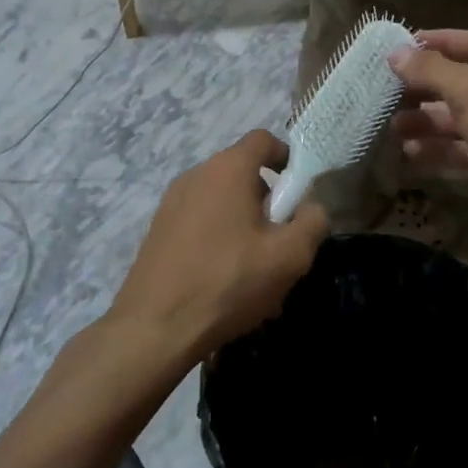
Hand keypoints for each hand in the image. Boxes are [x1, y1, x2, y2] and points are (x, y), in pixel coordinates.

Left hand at [109, 131, 328, 361]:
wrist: (154, 328)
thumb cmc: (228, 282)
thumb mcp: (289, 256)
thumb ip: (313, 222)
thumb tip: (311, 207)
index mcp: (228, 169)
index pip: (263, 139)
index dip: (287, 158)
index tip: (297, 193)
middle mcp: (196, 175)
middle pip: (242, 171)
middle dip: (267, 199)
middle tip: (279, 239)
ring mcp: (172, 202)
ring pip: (221, 199)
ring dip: (243, 222)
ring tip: (254, 267)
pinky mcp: (158, 229)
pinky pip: (199, 221)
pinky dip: (218, 238)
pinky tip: (224, 280)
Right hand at [388, 31, 467, 242]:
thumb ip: (431, 70)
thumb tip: (396, 53)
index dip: (439, 42)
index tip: (403, 46)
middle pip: (463, 83)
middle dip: (426, 88)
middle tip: (391, 91)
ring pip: (461, 119)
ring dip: (428, 121)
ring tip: (394, 126)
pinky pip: (465, 150)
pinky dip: (440, 149)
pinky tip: (411, 152)